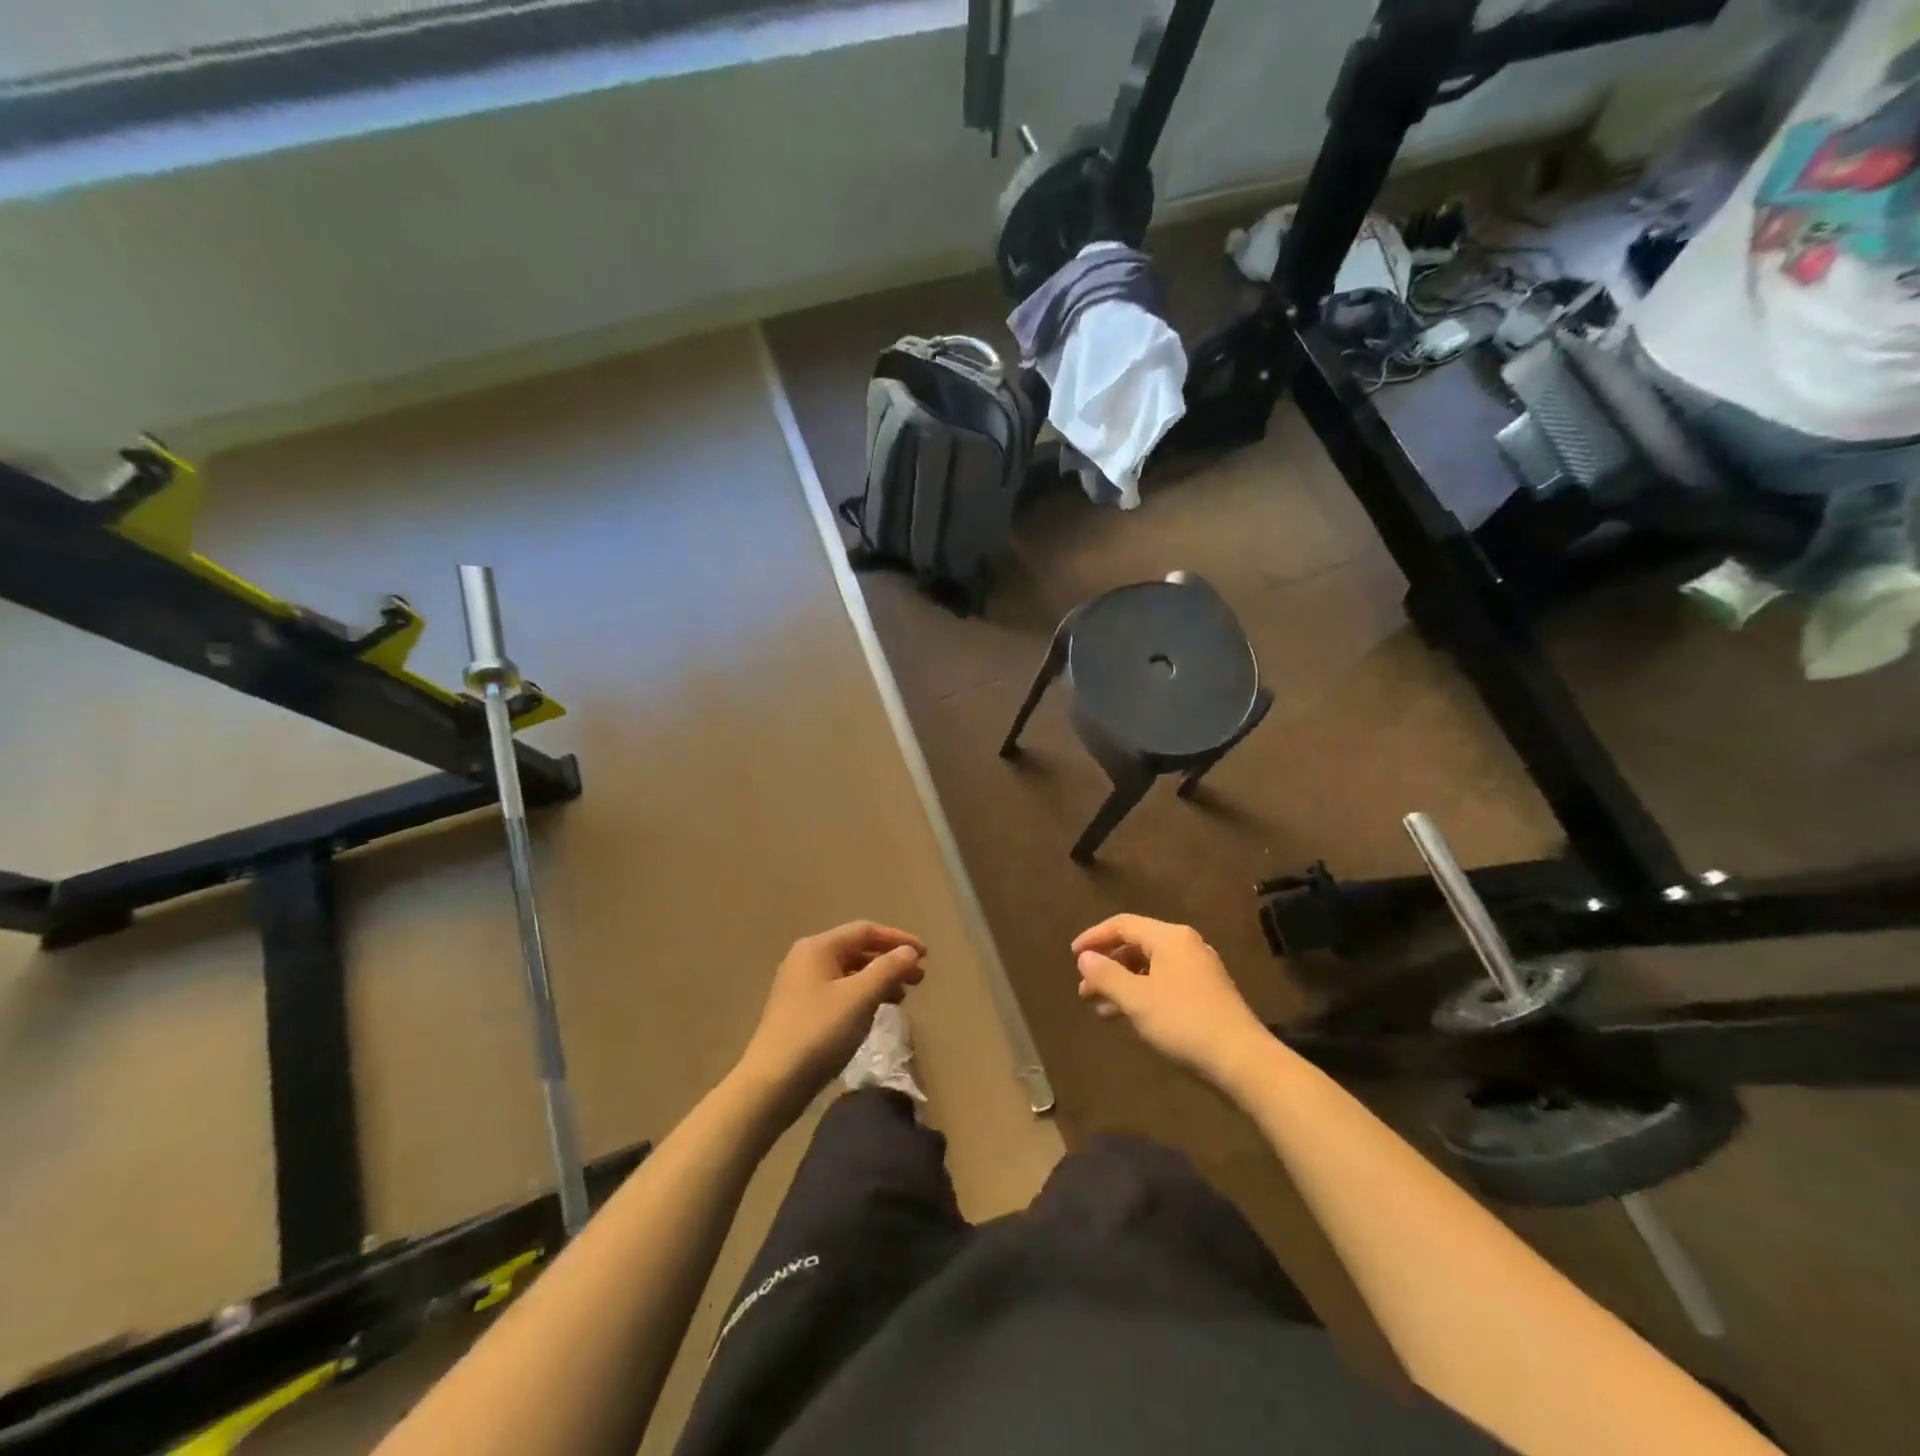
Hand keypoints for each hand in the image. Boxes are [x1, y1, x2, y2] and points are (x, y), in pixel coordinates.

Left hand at [738, 921, 927, 1119]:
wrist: (772, 1083)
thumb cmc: (819, 1032)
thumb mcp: (860, 998)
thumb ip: (888, 969)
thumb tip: (909, 951)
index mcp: (818, 948)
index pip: (865, 931)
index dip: (898, 939)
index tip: (926, 954)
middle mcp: (806, 959)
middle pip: (857, 950)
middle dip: (890, 961)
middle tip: (919, 978)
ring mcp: (800, 986)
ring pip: (849, 973)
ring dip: (878, 980)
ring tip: (902, 997)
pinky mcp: (800, 1011)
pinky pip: (839, 992)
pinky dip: (862, 996)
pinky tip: (875, 1012)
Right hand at [1073, 914, 1266, 1086]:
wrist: (1242, 1061)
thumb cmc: (1183, 1022)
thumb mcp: (1136, 999)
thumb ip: (1106, 975)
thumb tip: (1085, 957)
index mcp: (1170, 937)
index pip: (1123, 924)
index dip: (1094, 937)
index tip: (1072, 956)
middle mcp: (1185, 946)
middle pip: (1136, 945)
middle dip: (1107, 965)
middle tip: (1084, 989)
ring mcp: (1198, 970)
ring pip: (1149, 968)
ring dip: (1121, 984)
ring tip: (1098, 1007)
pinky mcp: (1205, 994)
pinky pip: (1163, 984)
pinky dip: (1141, 994)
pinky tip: (1126, 1017)